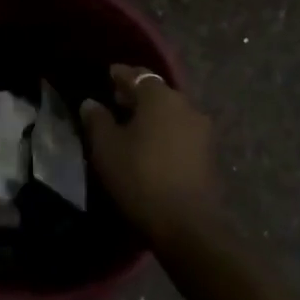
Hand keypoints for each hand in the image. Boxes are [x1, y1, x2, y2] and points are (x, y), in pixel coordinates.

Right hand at [81, 65, 218, 247]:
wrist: (188, 225)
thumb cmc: (140, 177)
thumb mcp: (107, 148)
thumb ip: (97, 120)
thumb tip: (91, 103)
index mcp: (160, 97)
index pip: (138, 75)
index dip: (121, 74)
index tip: (109, 74)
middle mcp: (186, 106)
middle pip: (158, 92)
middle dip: (137, 94)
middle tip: (117, 100)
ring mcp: (202, 131)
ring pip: (172, 112)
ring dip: (153, 114)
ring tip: (133, 125)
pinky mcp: (209, 155)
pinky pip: (181, 132)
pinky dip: (165, 131)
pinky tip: (152, 145)